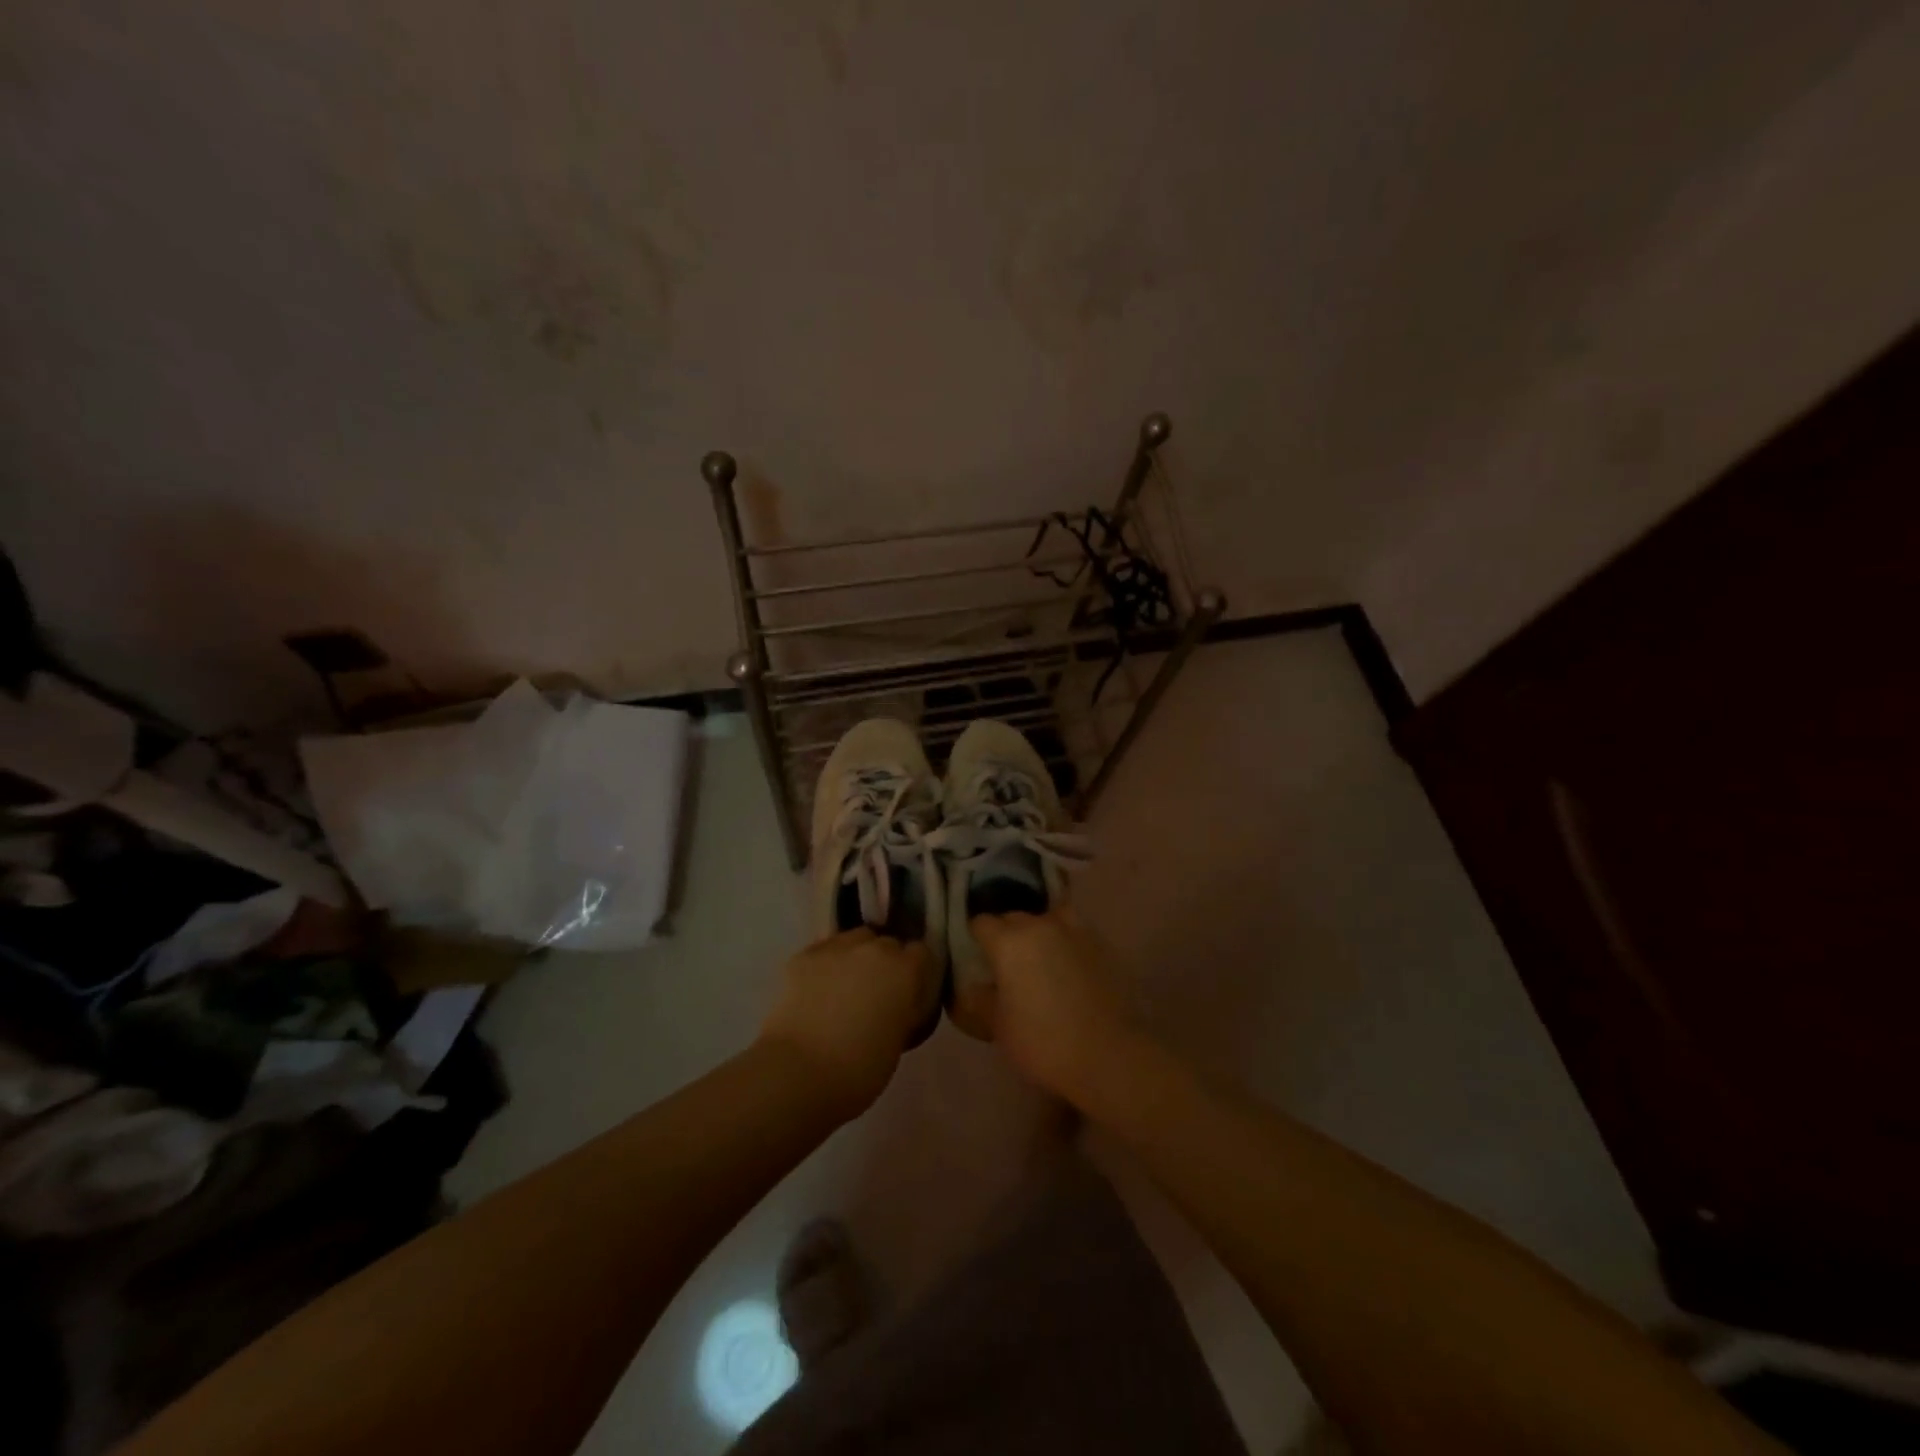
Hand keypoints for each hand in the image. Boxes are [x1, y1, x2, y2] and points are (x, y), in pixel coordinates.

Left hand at [758, 928, 932, 1118]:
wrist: (798, 1072)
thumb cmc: (859, 1070)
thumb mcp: (899, 1041)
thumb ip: (904, 1011)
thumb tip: (897, 1005)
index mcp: (904, 970)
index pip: (921, 953)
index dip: (916, 971)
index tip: (909, 992)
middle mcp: (874, 948)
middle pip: (887, 943)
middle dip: (886, 962)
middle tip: (876, 993)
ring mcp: (836, 947)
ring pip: (854, 940)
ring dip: (856, 957)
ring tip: (845, 986)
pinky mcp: (803, 955)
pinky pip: (823, 952)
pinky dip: (825, 966)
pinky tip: (816, 990)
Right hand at [971, 907, 1145, 1105]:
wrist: (1109, 1055)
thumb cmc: (1044, 1043)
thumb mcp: (999, 1027)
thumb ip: (982, 1000)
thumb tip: (975, 987)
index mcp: (1009, 942)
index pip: (981, 922)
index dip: (975, 936)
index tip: (975, 954)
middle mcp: (1040, 925)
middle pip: (1014, 917)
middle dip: (1006, 933)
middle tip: (1006, 961)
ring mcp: (1075, 930)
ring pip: (1049, 917)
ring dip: (1040, 930)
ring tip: (1040, 955)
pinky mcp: (1102, 943)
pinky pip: (1075, 931)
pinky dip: (1067, 941)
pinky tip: (1068, 964)